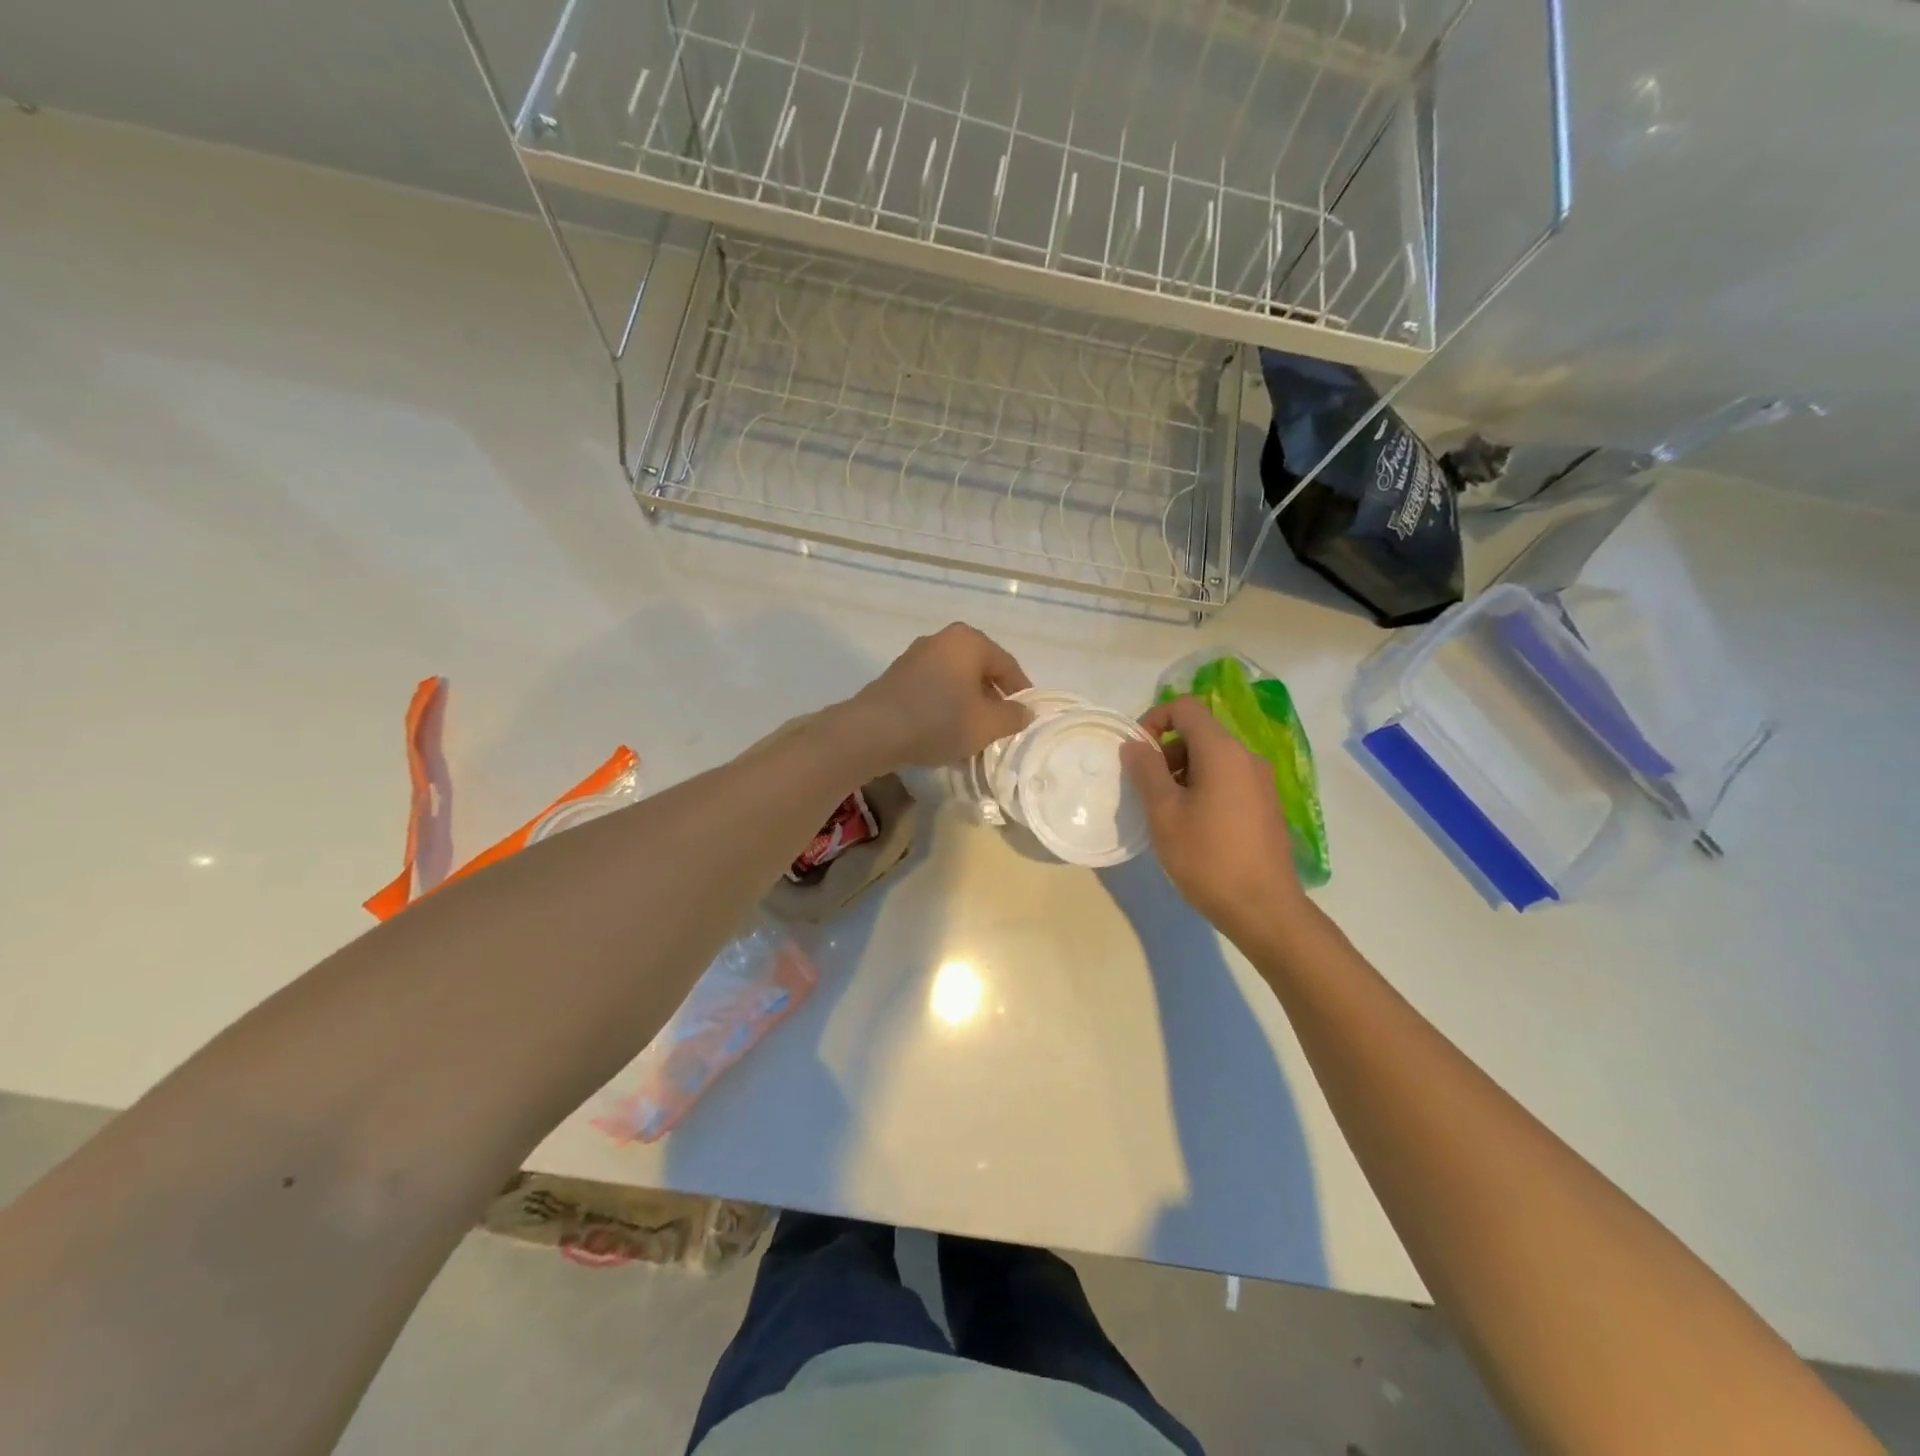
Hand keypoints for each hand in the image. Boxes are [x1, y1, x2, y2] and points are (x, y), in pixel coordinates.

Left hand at [846, 623, 1032, 769]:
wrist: (873, 731)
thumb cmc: (938, 721)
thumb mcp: (986, 725)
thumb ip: (1013, 716)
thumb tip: (1025, 711)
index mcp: (969, 641)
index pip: (1007, 665)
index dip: (1021, 692)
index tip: (1027, 716)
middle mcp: (942, 639)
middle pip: (980, 670)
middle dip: (992, 698)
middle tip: (1001, 726)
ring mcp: (916, 656)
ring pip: (955, 681)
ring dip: (967, 704)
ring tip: (973, 733)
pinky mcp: (897, 677)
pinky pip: (933, 689)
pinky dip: (944, 706)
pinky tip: (944, 731)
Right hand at [1120, 695, 1312, 946]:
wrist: (1264, 909)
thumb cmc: (1207, 857)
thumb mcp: (1164, 813)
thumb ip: (1146, 771)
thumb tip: (1135, 744)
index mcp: (1222, 751)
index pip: (1185, 707)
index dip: (1154, 719)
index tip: (1136, 753)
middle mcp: (1247, 757)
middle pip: (1199, 733)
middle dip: (1166, 751)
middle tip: (1145, 789)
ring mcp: (1261, 782)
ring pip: (1213, 758)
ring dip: (1182, 772)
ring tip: (1165, 812)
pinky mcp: (1266, 805)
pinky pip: (1228, 780)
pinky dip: (1203, 787)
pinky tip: (1192, 826)